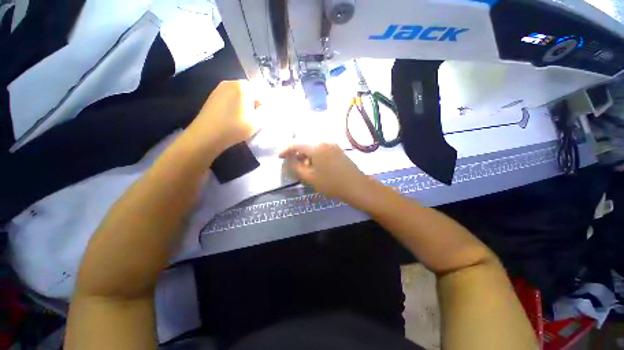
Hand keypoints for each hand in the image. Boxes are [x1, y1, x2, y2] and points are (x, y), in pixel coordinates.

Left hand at [187, 80, 261, 151]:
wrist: (207, 135)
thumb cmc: (235, 127)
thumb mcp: (258, 122)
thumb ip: (265, 111)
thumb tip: (264, 106)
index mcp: (244, 87)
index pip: (262, 94)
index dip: (263, 107)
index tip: (259, 118)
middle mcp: (231, 82)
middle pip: (250, 92)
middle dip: (253, 104)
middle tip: (252, 118)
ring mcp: (220, 88)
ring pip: (240, 95)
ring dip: (244, 105)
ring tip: (241, 118)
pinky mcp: (213, 95)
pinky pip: (230, 97)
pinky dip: (234, 105)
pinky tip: (231, 117)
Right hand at [279, 143, 370, 200]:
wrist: (355, 185)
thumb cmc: (331, 183)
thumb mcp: (310, 177)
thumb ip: (296, 167)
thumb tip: (290, 160)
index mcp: (316, 146)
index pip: (296, 143)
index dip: (285, 149)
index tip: (279, 157)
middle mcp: (324, 141)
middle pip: (304, 142)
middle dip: (296, 152)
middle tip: (292, 162)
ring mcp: (332, 144)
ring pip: (313, 145)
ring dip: (305, 153)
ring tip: (304, 166)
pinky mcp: (337, 149)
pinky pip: (321, 148)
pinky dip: (314, 154)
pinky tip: (315, 164)